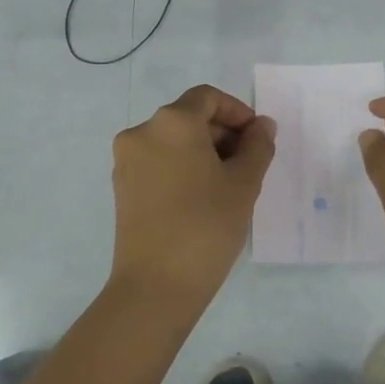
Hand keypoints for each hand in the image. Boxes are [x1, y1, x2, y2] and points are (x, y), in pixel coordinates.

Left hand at [108, 84, 276, 310]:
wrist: (156, 285)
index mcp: (172, 122)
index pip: (208, 98)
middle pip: (189, 117)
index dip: (237, 112)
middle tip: (249, 164)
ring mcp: (126, 161)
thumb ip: (258, 146)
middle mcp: (142, 132)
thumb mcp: (244, 183)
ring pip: (173, 141)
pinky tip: (202, 198)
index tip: (257, 138)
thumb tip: (262, 125)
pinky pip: (158, 162)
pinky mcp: (122, 187)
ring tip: (228, 184)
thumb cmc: (207, 226)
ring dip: (203, 151)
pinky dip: (182, 167)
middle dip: (222, 133)